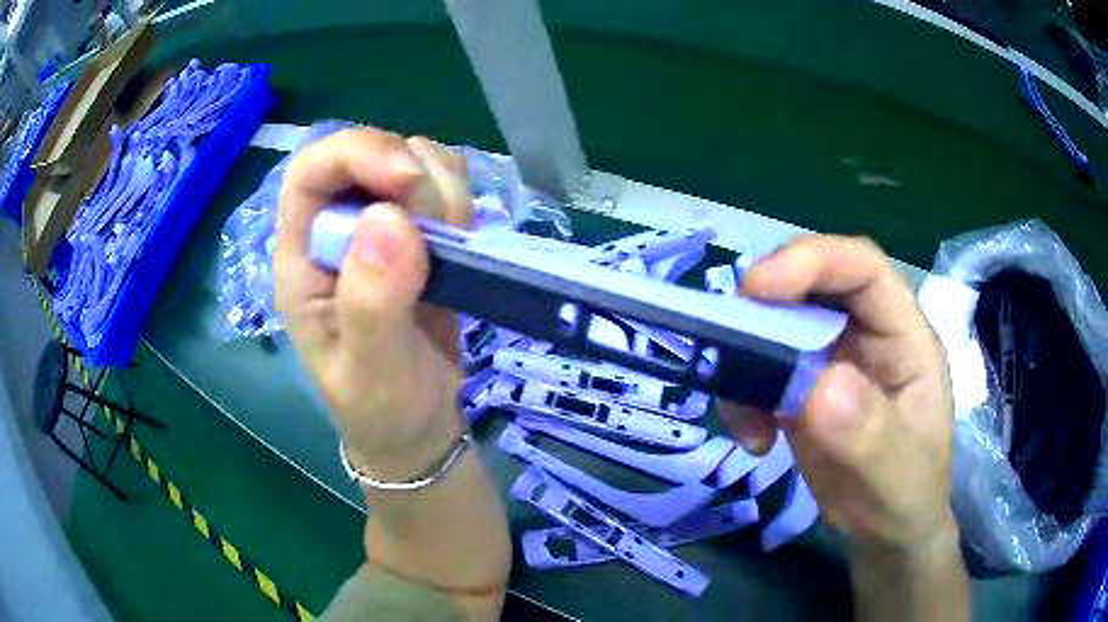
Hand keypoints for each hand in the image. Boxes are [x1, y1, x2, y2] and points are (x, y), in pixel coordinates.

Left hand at [274, 128, 472, 479]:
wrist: (416, 427)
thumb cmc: (381, 408)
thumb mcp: (371, 373)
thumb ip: (371, 303)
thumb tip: (390, 218)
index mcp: (302, 258)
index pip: (311, 171)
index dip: (357, 156)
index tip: (408, 181)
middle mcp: (336, 230)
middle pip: (370, 154)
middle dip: (416, 179)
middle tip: (444, 235)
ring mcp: (378, 228)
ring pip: (413, 162)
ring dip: (444, 192)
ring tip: (452, 254)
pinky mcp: (418, 234)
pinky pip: (442, 184)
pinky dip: (460, 199)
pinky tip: (461, 243)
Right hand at [719, 236, 956, 550]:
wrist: (885, 529)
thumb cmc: (907, 493)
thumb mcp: (896, 471)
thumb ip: (868, 431)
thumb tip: (819, 386)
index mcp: (902, 334)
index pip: (862, 268)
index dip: (812, 261)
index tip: (757, 288)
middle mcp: (865, 335)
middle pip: (812, 286)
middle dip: (766, 305)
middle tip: (727, 339)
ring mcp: (831, 360)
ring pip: (778, 326)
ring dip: (747, 360)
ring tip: (745, 417)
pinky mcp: (801, 389)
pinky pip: (761, 371)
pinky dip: (743, 398)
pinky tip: (754, 440)